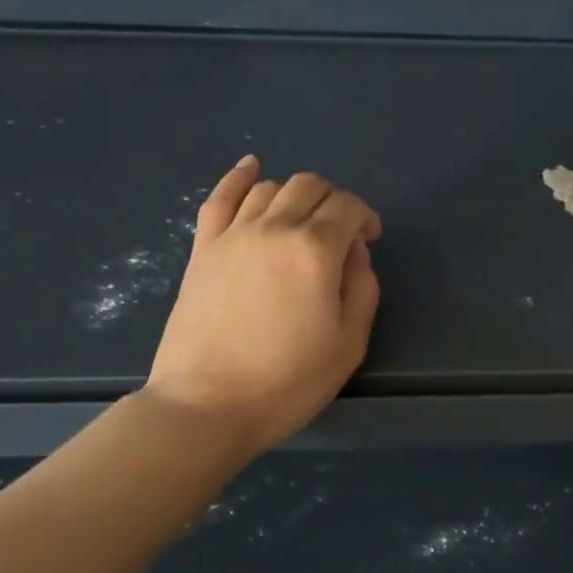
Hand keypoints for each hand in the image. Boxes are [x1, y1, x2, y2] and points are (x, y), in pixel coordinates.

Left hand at [145, 156, 381, 457]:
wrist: (207, 405)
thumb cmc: (287, 381)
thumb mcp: (349, 343)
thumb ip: (362, 288)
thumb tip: (354, 252)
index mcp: (315, 250)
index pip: (348, 207)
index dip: (366, 217)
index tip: (370, 239)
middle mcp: (274, 228)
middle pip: (310, 187)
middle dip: (334, 201)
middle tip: (340, 233)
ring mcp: (232, 235)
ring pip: (270, 188)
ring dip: (295, 196)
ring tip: (302, 222)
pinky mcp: (202, 249)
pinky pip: (220, 198)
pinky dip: (238, 177)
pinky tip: (250, 168)